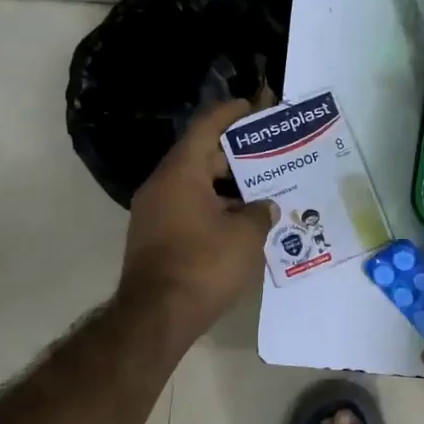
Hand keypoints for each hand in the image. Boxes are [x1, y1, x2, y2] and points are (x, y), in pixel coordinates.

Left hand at [118, 98, 276, 338]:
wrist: (156, 318)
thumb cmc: (203, 265)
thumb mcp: (246, 236)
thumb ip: (261, 213)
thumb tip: (265, 207)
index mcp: (181, 173)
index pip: (206, 128)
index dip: (230, 114)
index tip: (252, 106)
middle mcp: (162, 186)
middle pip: (201, 157)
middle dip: (236, 155)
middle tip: (269, 155)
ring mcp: (154, 213)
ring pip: (196, 185)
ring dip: (227, 186)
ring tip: (262, 189)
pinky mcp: (155, 237)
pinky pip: (189, 208)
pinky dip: (214, 207)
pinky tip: (242, 220)